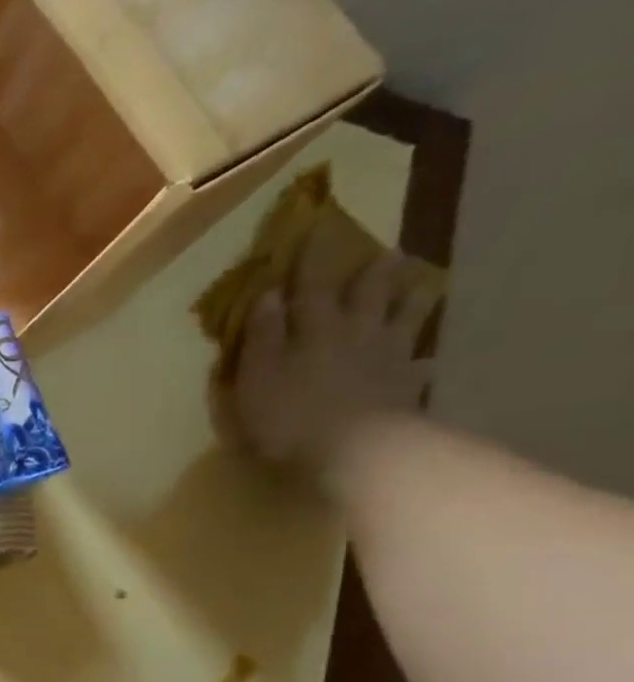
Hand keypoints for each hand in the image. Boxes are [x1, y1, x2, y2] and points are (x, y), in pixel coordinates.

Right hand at [229, 251, 436, 476]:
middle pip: (367, 296)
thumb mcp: (257, 376)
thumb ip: (263, 336)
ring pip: (403, 320)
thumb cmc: (288, 415)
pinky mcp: (405, 388)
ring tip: (420, 284)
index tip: (314, 231)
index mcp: (315, 330)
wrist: (353, 450)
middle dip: (372, 274)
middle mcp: (356, 334)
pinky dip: (420, 362)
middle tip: (385, 252)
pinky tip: (424, 361)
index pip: (310, 287)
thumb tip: (269, 294)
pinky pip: (417, 368)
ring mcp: (387, 359)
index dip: (311, 261)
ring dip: (410, 301)